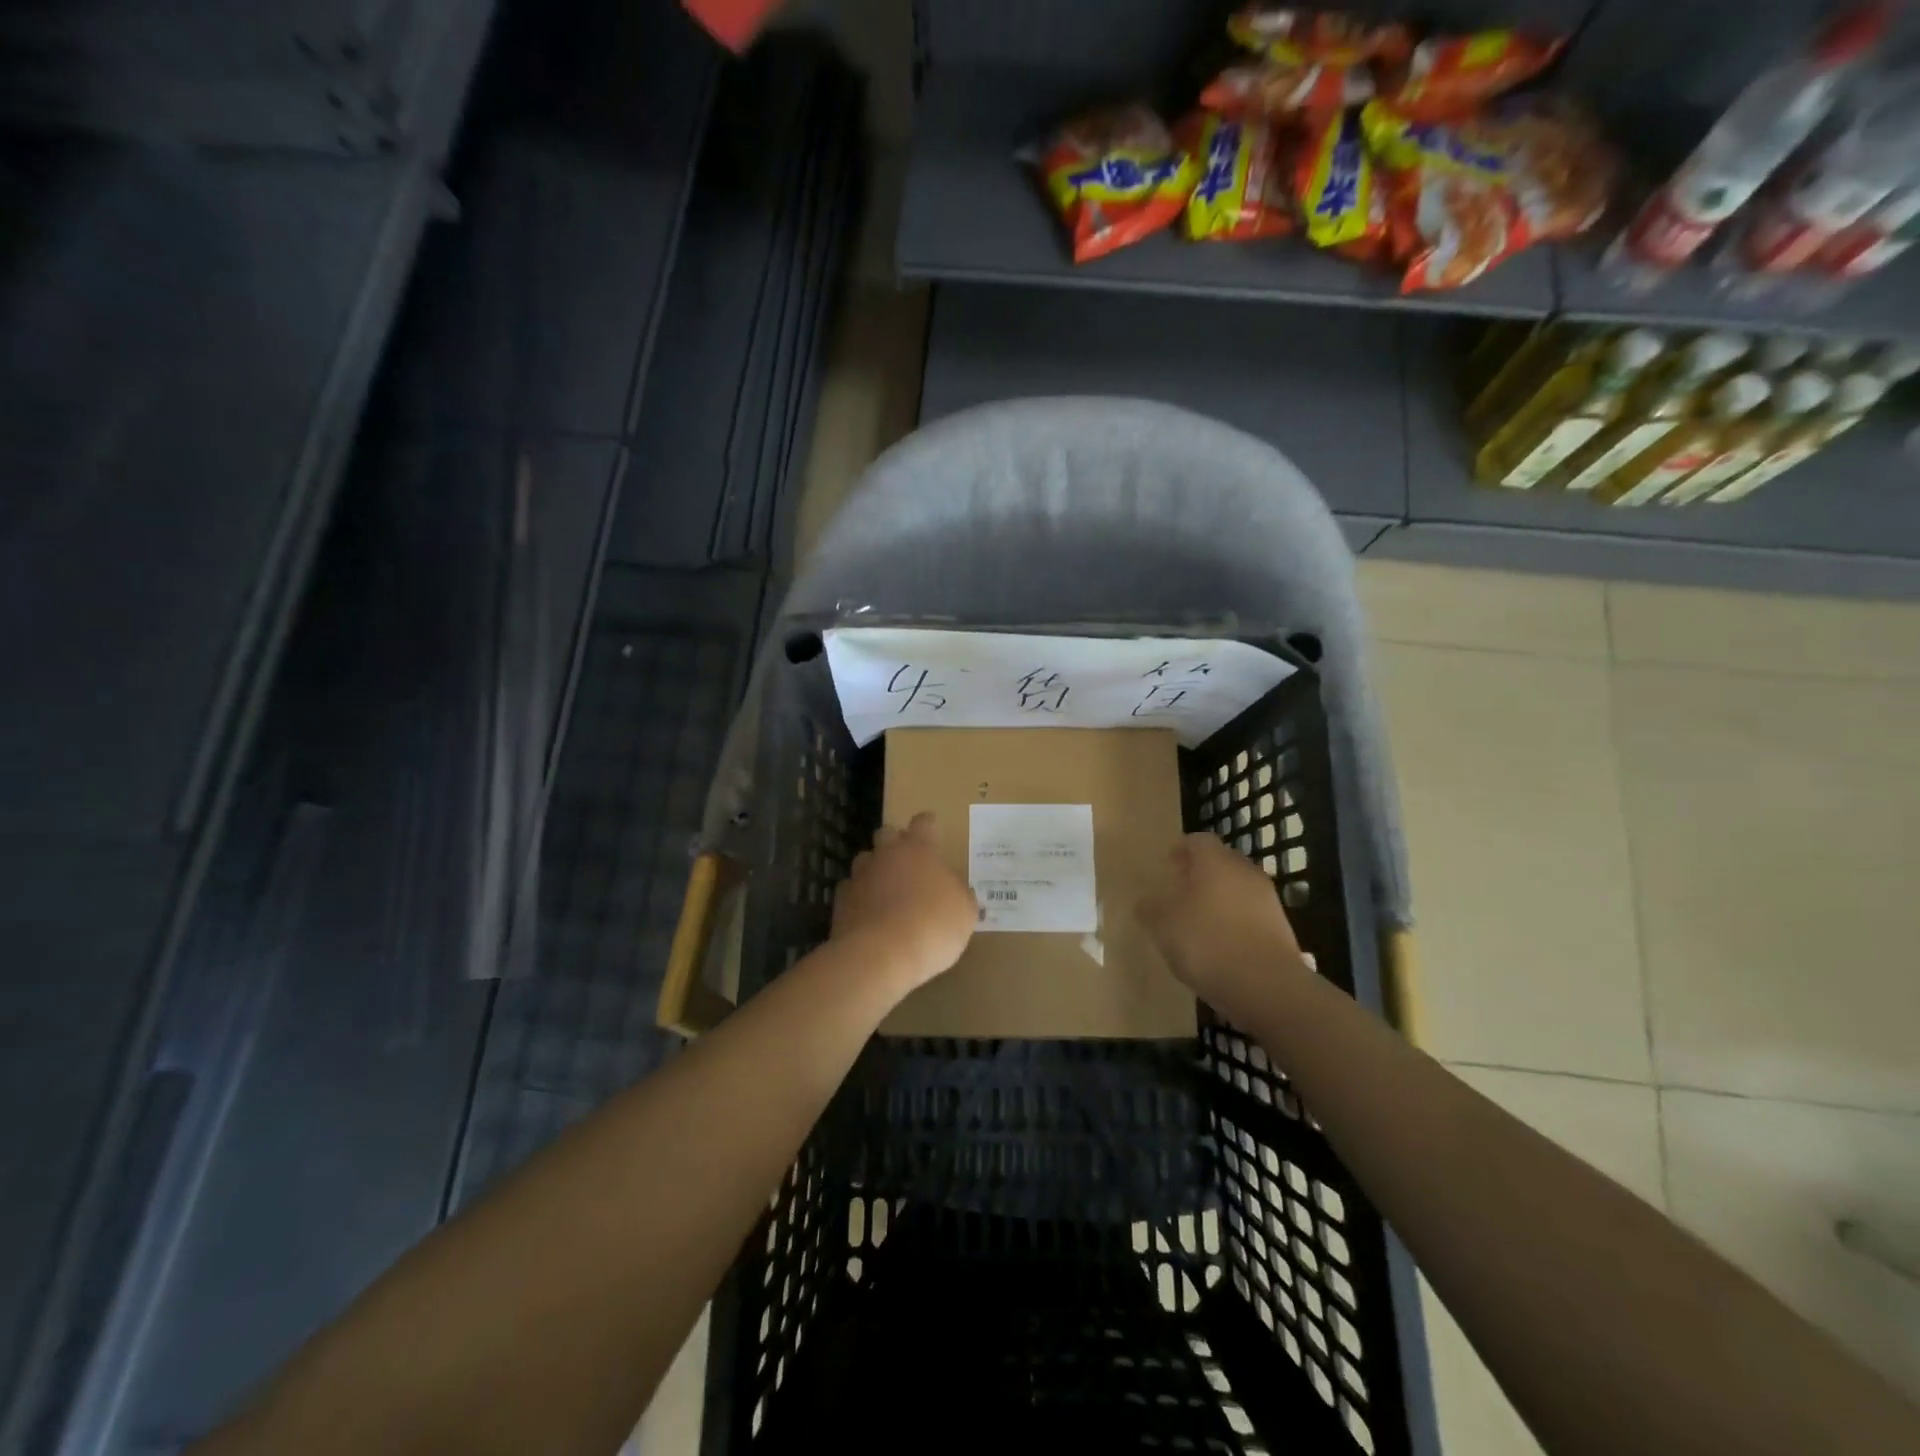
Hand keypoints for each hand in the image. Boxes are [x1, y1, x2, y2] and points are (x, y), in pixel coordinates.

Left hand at [832, 812, 976, 994]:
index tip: (932, 826)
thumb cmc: (933, 926)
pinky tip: (868, 914)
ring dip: (875, 870)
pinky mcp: (841, 902)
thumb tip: (958, 891)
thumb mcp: (964, 913)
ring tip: (887, 889)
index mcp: (918, 849)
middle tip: (908, 859)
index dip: (928, 824)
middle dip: (895, 842)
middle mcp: (886, 855)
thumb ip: (961, 895)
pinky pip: (850, 891)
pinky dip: (859, 898)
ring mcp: (860, 876)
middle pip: (886, 834)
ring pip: (865, 861)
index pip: (923, 823)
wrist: (881, 955)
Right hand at [1138, 832, 1311, 1019]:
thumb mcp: (1163, 926)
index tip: (1167, 864)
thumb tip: (1145, 902)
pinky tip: (1220, 943)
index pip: (1198, 841)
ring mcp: (1267, 899)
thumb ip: (1150, 909)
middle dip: (1200, 872)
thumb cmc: (1207, 943)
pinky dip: (1234, 920)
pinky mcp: (1280, 927)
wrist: (1267, 986)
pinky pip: (1250, 913)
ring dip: (1218, 897)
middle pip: (1220, 862)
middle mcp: (1245, 871)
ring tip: (1197, 920)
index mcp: (1215, 861)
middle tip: (1180, 890)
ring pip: (1237, 887)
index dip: (1181, 850)